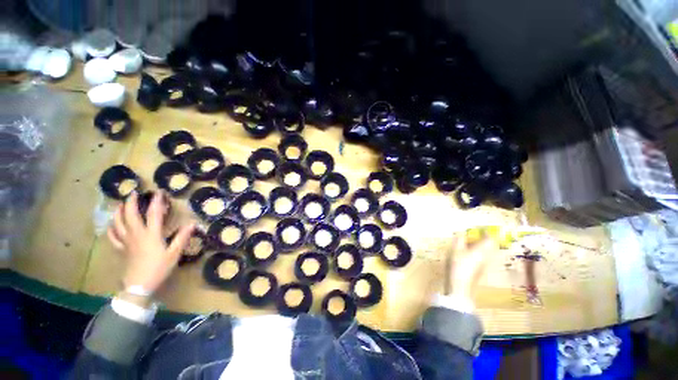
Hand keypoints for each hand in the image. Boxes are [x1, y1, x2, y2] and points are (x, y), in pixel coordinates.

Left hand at [107, 191, 194, 294]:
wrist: (139, 285)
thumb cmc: (159, 268)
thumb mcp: (174, 253)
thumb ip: (182, 237)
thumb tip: (192, 223)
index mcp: (151, 234)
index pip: (153, 213)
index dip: (157, 201)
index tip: (159, 192)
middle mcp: (136, 234)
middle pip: (130, 215)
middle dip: (131, 202)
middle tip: (134, 193)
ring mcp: (126, 241)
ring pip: (118, 223)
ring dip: (118, 212)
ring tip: (120, 204)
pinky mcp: (121, 249)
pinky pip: (113, 236)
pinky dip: (112, 228)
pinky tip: (112, 225)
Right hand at [444, 228, 496, 298]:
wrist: (461, 286)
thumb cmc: (459, 265)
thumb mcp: (456, 250)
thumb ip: (459, 240)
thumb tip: (461, 232)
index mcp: (482, 250)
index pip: (490, 239)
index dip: (486, 232)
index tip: (479, 229)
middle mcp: (487, 257)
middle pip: (490, 245)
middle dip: (483, 239)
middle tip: (472, 236)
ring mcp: (485, 264)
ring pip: (487, 252)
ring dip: (480, 246)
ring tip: (468, 243)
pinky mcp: (481, 270)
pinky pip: (483, 257)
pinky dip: (477, 253)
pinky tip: (467, 254)